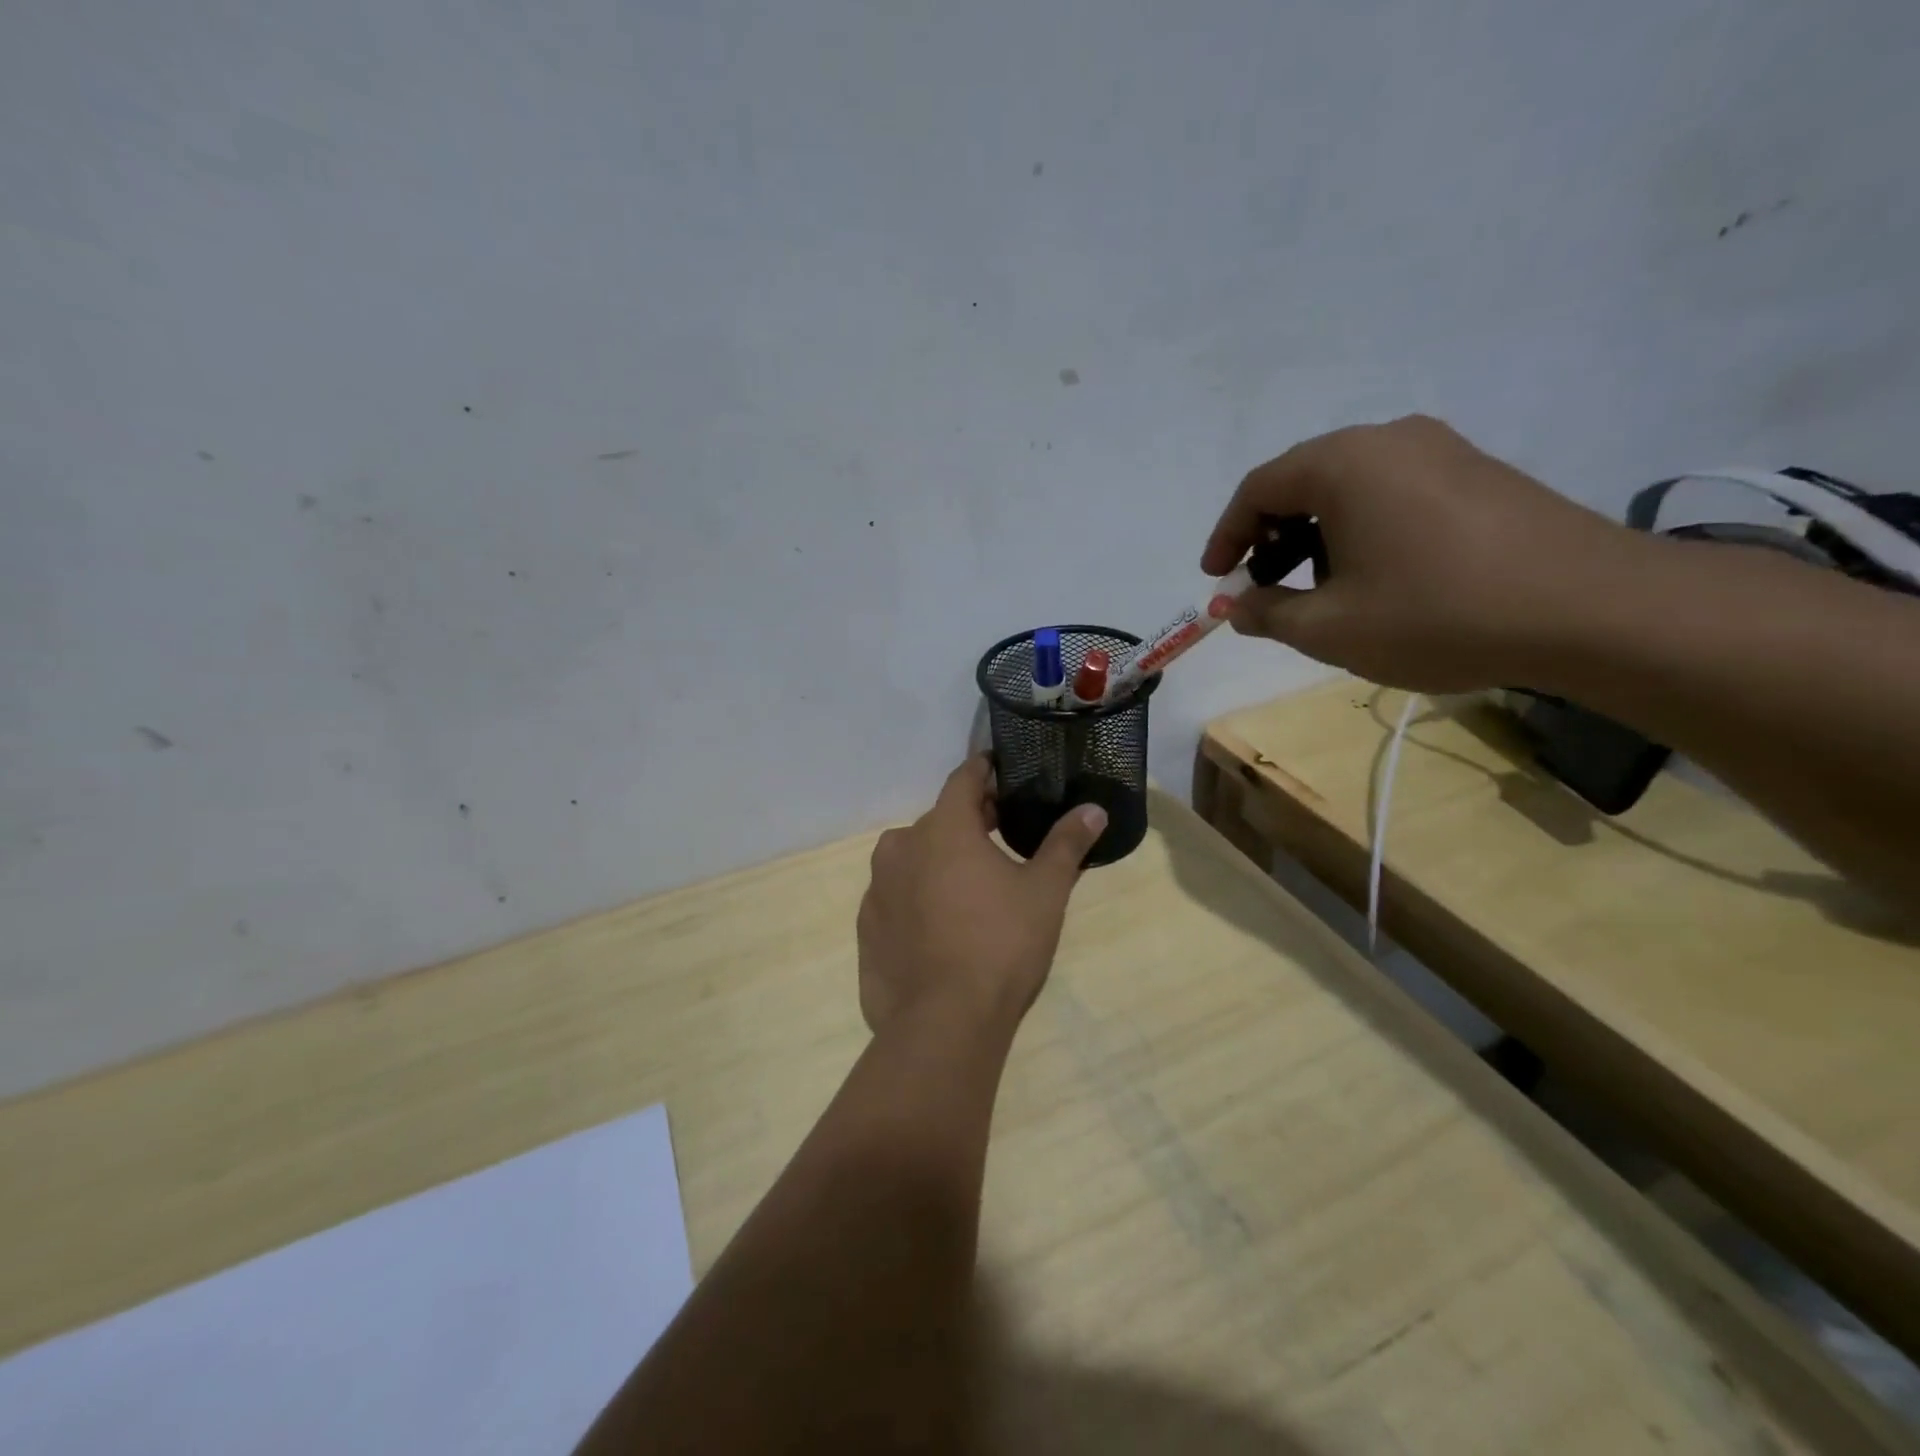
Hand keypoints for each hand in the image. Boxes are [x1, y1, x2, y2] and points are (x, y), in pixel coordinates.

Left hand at [856, 756, 1106, 1040]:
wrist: (943, 1024)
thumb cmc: (1001, 945)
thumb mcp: (1044, 892)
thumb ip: (1066, 844)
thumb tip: (1093, 810)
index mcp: (942, 828)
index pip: (963, 779)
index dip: (985, 771)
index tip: (1002, 773)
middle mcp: (901, 847)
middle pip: (939, 819)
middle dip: (969, 821)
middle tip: (1002, 834)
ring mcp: (877, 888)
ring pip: (914, 858)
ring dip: (940, 860)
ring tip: (972, 885)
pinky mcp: (866, 927)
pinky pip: (897, 896)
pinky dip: (918, 897)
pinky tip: (942, 926)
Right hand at [1202, 415, 1638, 692]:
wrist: (1590, 610)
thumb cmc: (1437, 614)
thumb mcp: (1330, 627)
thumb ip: (1268, 613)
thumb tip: (1238, 605)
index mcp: (1343, 463)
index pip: (1259, 488)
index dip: (1226, 535)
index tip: (1215, 578)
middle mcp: (1389, 439)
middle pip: (1303, 481)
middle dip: (1269, 537)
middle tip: (1262, 587)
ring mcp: (1441, 450)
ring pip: (1349, 487)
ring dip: (1315, 536)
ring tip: (1316, 590)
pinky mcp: (1477, 472)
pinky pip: (1392, 492)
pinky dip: (1360, 530)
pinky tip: (1372, 576)